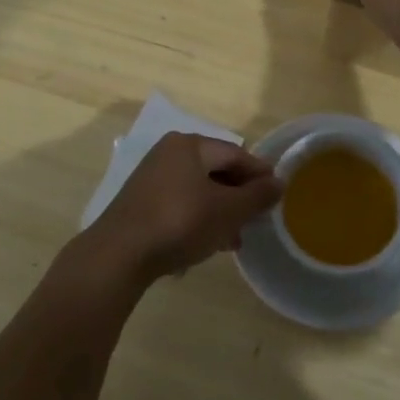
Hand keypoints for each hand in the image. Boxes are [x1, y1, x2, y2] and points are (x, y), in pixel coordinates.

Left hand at [76, 133, 278, 287]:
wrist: (120, 254)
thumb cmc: (180, 222)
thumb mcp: (227, 211)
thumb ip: (256, 196)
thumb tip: (279, 182)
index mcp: (190, 145)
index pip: (235, 153)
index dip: (259, 174)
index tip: (277, 195)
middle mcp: (169, 153)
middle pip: (216, 170)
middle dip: (239, 196)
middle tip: (257, 220)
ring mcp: (151, 178)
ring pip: (198, 190)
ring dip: (220, 212)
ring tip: (234, 240)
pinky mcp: (140, 203)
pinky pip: (180, 204)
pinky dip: (197, 219)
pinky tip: (206, 244)